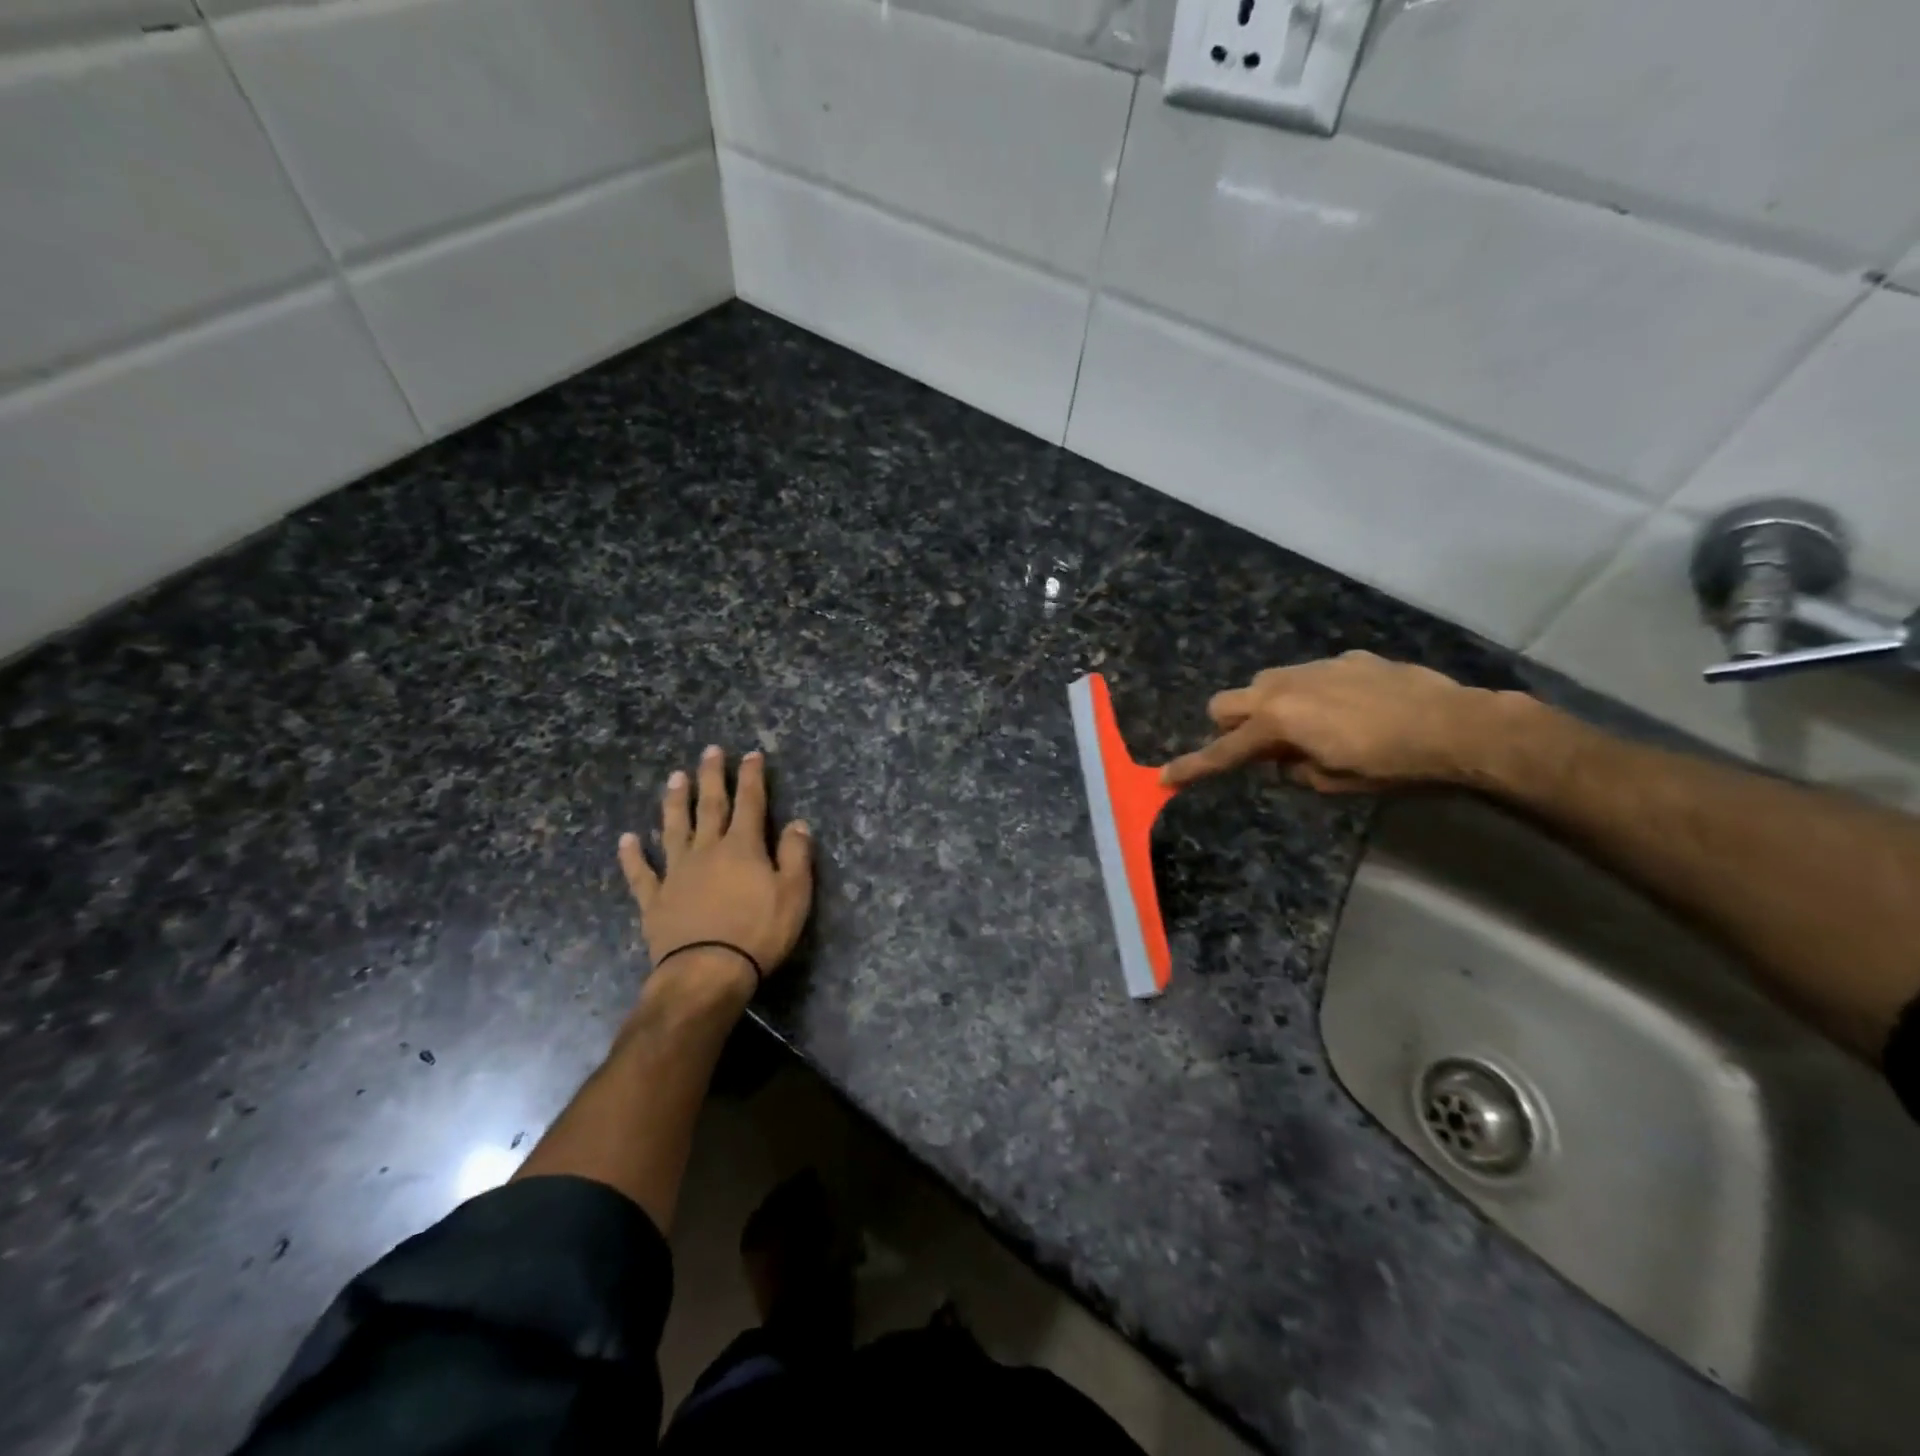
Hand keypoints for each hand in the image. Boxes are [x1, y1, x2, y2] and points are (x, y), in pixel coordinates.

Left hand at [618, 746, 813, 997]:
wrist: (707, 972)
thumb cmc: (758, 932)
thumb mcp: (794, 894)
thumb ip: (796, 855)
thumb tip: (797, 823)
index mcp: (743, 848)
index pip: (750, 803)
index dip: (751, 777)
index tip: (750, 754)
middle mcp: (707, 851)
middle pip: (710, 806)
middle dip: (712, 777)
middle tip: (709, 751)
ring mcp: (677, 873)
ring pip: (674, 829)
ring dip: (674, 803)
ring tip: (674, 778)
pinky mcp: (655, 900)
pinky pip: (641, 873)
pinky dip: (632, 856)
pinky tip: (626, 839)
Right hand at [1160, 651, 1503, 792]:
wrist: (1455, 726)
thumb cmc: (1389, 765)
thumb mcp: (1331, 783)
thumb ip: (1293, 770)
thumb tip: (1283, 761)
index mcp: (1276, 722)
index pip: (1223, 751)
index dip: (1193, 768)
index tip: (1165, 778)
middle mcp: (1284, 687)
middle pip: (1227, 702)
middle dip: (1228, 726)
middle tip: (1256, 749)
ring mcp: (1315, 668)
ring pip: (1265, 682)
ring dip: (1266, 706)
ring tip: (1302, 728)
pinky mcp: (1346, 659)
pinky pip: (1309, 675)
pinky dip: (1310, 694)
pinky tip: (1346, 711)